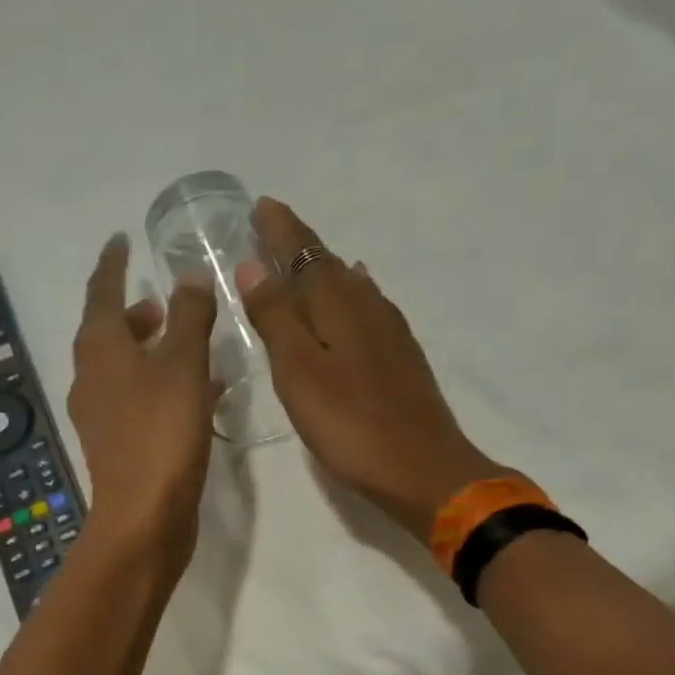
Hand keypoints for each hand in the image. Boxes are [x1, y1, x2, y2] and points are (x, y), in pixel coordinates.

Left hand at [67, 234, 220, 567]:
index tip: (121, 239)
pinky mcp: (119, 445)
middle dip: (133, 313)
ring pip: (124, 368)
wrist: (144, 516)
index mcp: (99, 349)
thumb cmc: (161, 432)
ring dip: (150, 350)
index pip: (101, 291)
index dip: (112, 263)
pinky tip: (196, 392)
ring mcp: (102, 415)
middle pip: (108, 332)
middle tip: (162, 301)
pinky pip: (139, 399)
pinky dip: (161, 384)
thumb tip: (189, 276)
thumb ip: (189, 317)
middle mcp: (92, 378)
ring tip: (186, 342)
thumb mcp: (182, 365)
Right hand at [241, 198, 519, 537]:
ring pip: (351, 286)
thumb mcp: (298, 372)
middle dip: (299, 246)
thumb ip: (275, 318)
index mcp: (337, 305)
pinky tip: (358, 296)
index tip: (262, 206)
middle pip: (327, 265)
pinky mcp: (402, 358)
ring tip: (304, 261)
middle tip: (272, 230)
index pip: (304, 253)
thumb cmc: (349, 424)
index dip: (281, 230)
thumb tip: (252, 264)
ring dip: (324, 269)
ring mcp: (390, 332)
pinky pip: (370, 308)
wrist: (422, 468)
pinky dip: (354, 294)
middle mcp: (367, 307)